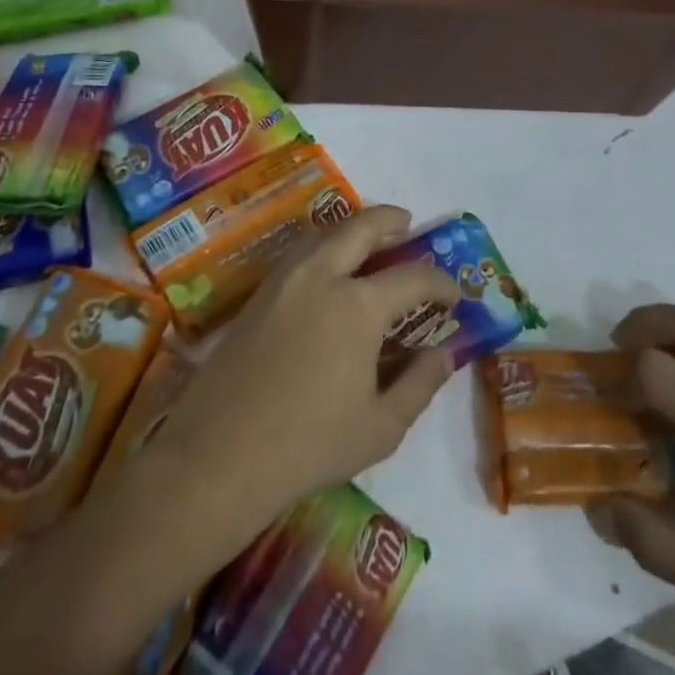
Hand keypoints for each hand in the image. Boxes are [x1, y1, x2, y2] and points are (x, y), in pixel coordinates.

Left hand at [147, 205, 460, 538]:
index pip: (413, 277)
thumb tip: (446, 353)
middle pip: (362, 227)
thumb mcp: (381, 427)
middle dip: (391, 220)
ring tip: (371, 241)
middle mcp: (323, 276)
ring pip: (325, 232)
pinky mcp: (259, 292)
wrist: (221, 454)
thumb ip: (420, 384)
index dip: (440, 282)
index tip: (454, 295)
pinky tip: (330, 267)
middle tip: (409, 226)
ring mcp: (285, 279)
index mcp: (359, 305)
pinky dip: (325, 244)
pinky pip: (301, 250)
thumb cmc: (309, 445)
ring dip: (354, 227)